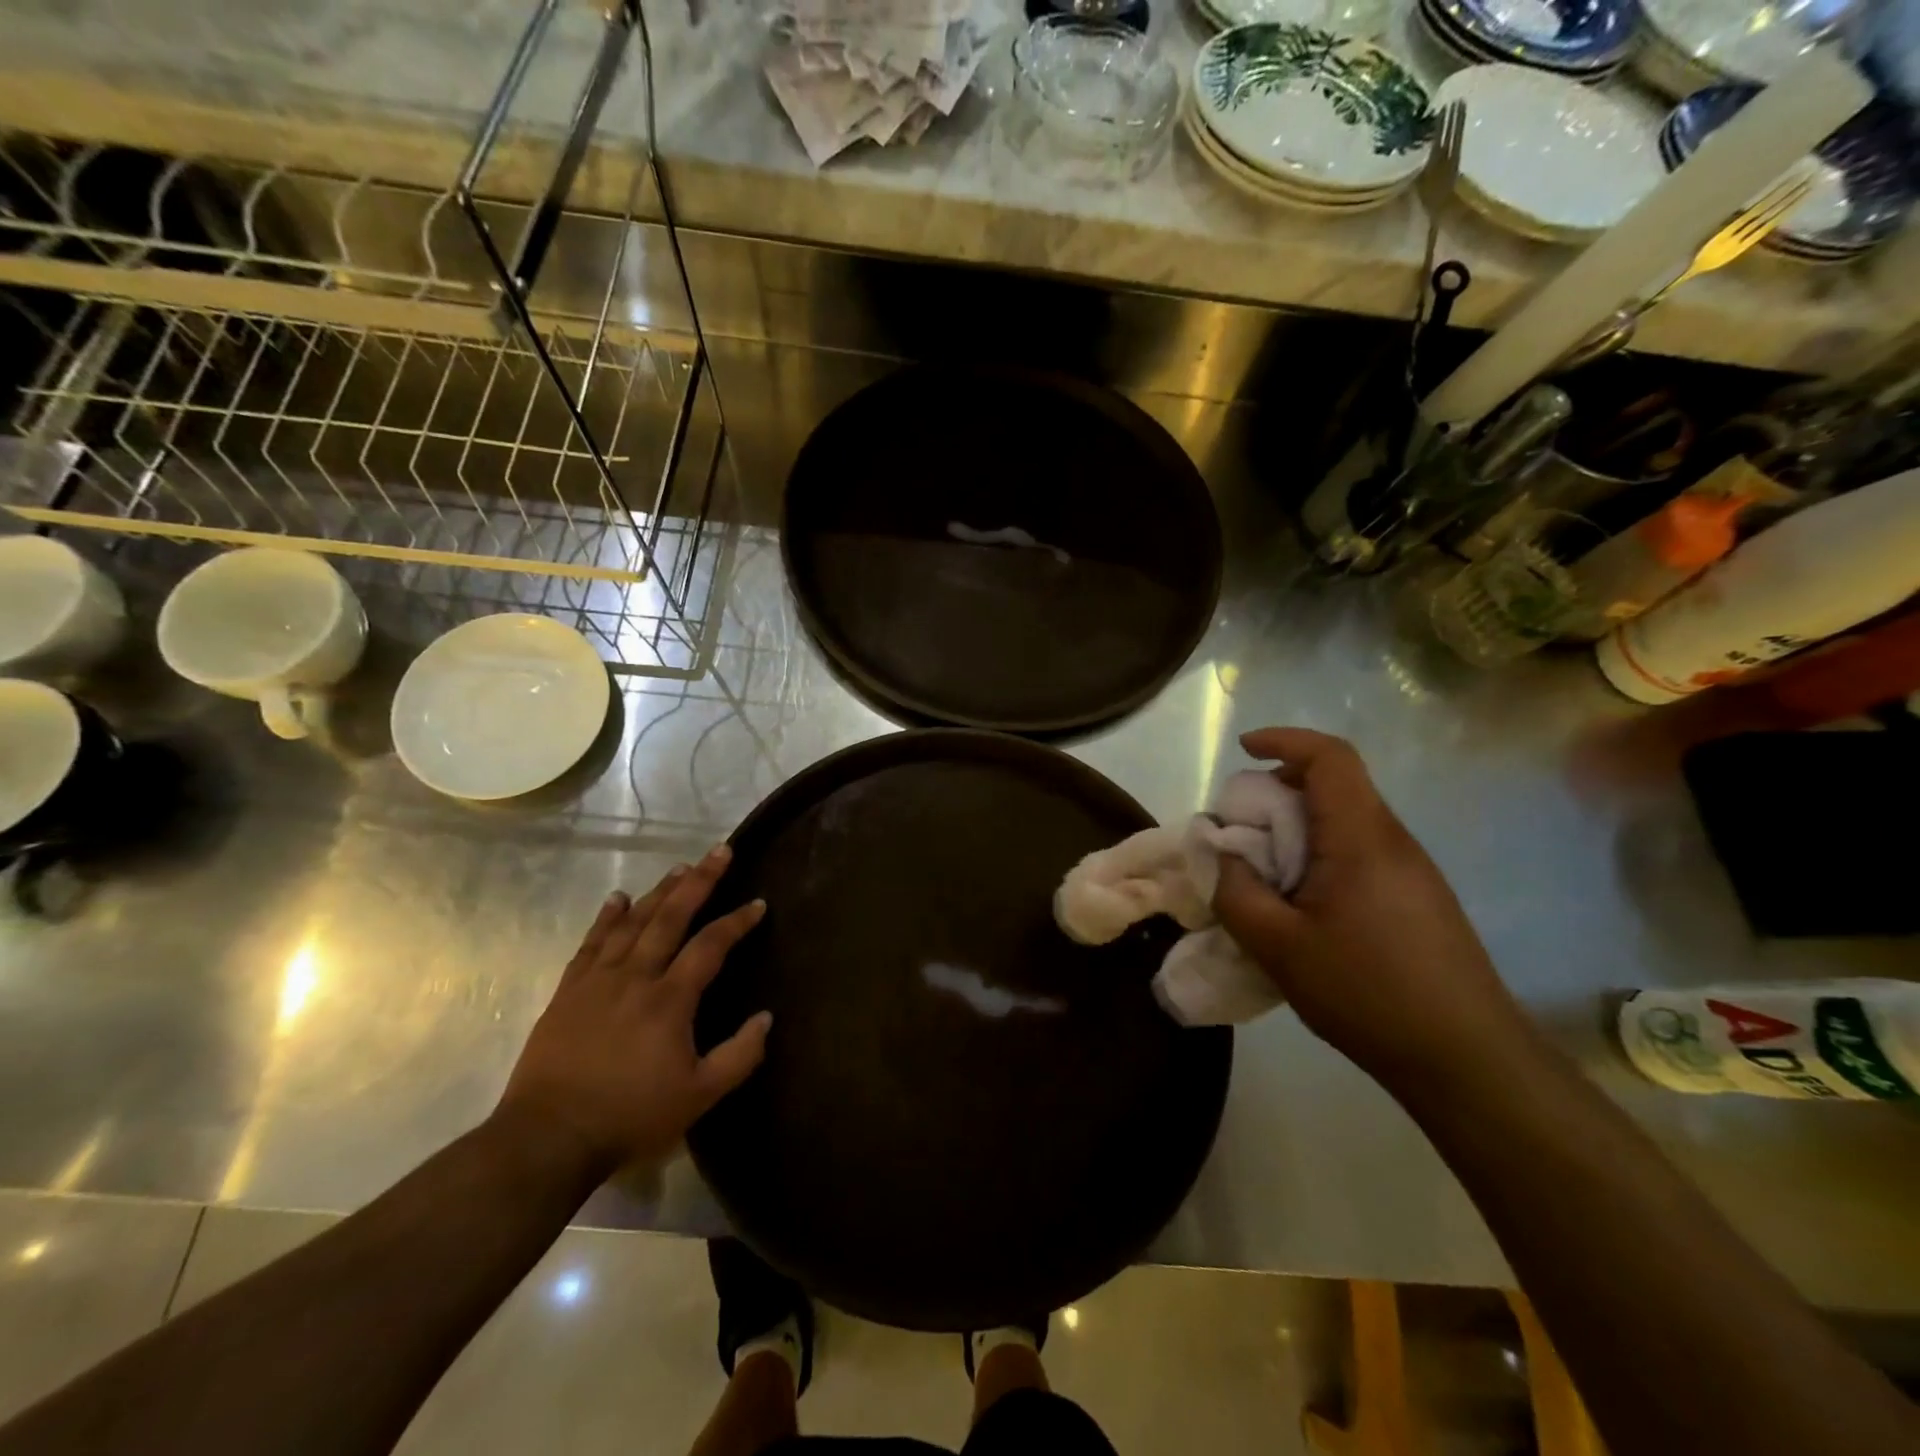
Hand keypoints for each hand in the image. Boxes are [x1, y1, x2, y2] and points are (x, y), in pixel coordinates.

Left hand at [495, 846, 770, 1174]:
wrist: (548, 1137)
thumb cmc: (630, 1116)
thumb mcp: (699, 1096)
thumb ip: (739, 1055)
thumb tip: (767, 1017)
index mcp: (670, 999)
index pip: (711, 945)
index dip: (737, 922)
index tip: (758, 903)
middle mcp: (636, 976)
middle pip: (671, 916)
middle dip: (699, 881)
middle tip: (720, 851)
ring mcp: (598, 980)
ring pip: (633, 922)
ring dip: (659, 891)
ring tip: (681, 867)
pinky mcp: (569, 990)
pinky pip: (592, 942)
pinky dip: (607, 916)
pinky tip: (618, 898)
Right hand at [1212, 728, 1534, 1090]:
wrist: (1467, 1060)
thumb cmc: (1367, 993)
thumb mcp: (1277, 945)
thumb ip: (1234, 890)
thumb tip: (1217, 851)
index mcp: (1360, 839)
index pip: (1330, 758)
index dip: (1284, 740)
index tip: (1243, 751)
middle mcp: (1392, 841)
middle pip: (1335, 785)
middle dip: (1278, 790)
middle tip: (1238, 829)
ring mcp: (1411, 870)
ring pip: (1345, 820)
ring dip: (1296, 827)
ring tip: (1261, 871)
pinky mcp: (1418, 898)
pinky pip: (1359, 852)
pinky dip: (1318, 854)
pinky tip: (1300, 904)